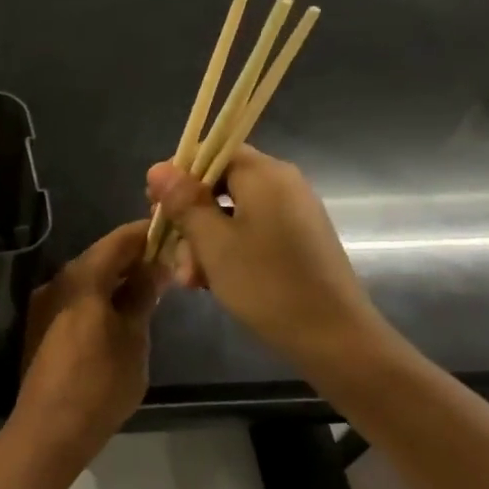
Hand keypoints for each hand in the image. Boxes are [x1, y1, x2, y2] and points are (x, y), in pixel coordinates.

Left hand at [14, 221, 166, 460]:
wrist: (50, 428)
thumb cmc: (100, 382)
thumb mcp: (133, 338)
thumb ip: (142, 296)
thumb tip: (155, 265)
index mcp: (80, 278)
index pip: (117, 241)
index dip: (145, 233)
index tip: (172, 231)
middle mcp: (56, 283)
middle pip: (99, 258)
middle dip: (133, 258)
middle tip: (168, 263)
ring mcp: (45, 306)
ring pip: (86, 280)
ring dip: (116, 279)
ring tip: (151, 288)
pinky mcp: (41, 328)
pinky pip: (75, 300)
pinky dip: (100, 298)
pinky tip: (121, 312)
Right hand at [147, 146, 388, 368]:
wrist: (332, 336)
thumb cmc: (266, 284)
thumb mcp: (213, 243)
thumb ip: (184, 202)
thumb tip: (157, 168)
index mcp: (265, 175)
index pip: (214, 152)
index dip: (180, 175)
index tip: (155, 206)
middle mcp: (283, 185)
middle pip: (220, 185)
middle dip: (189, 217)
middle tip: (170, 251)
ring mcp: (292, 214)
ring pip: (232, 214)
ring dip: (203, 241)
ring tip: (190, 280)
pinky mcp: (296, 241)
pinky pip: (251, 232)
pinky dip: (226, 251)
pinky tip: (210, 281)